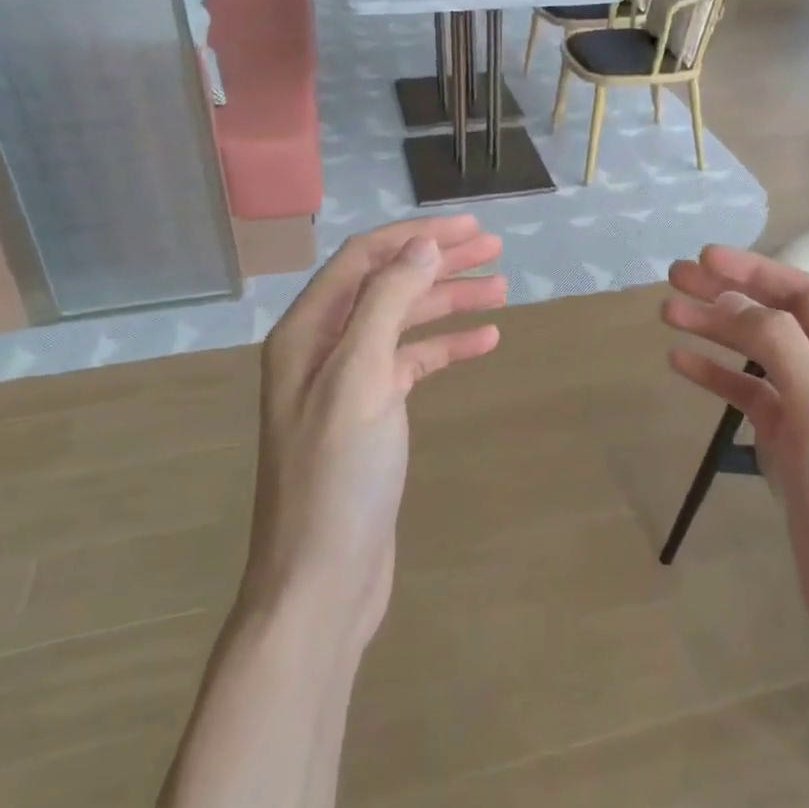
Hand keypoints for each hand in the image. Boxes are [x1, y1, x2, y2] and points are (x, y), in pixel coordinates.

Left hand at [245, 216, 504, 648]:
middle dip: (438, 261)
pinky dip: (447, 347)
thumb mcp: (360, 378)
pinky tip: (485, 340)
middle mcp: (323, 348)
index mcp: (307, 331)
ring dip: (448, 301)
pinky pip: (412, 363)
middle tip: (494, 248)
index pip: (365, 259)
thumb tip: (421, 244)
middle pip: (386, 284)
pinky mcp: (372, 414)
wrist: (321, 580)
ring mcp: (348, 382)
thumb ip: (387, 302)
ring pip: (403, 321)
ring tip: (501, 287)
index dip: (416, 235)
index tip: (470, 227)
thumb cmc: (337, 476)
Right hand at [662, 245, 808, 667]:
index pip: (801, 293)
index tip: (702, 258)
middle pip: (774, 319)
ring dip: (715, 332)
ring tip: (667, 314)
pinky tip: (682, 363)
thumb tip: (734, 302)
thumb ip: (779, 346)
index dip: (752, 271)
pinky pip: (750, 397)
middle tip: (673, 279)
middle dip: (725, 296)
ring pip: (757, 356)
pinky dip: (718, 377)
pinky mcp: (793, 447)